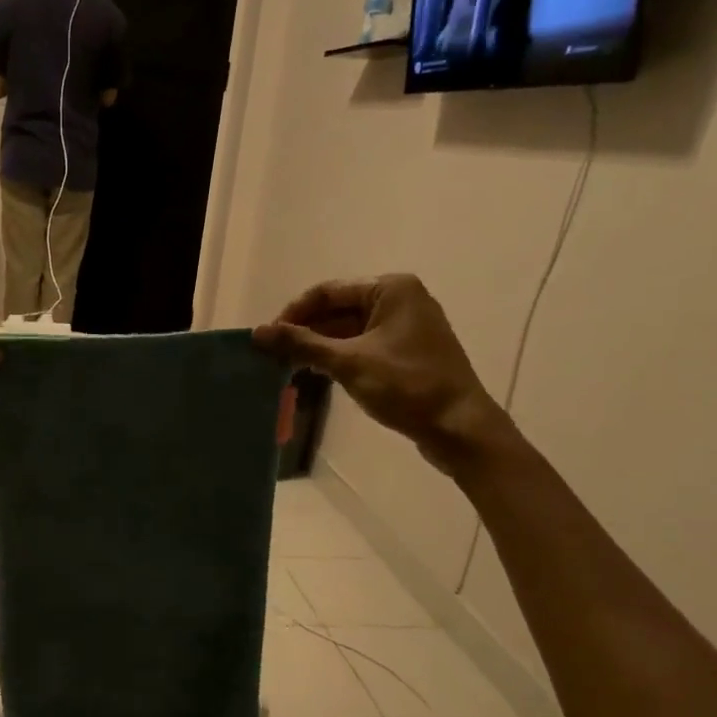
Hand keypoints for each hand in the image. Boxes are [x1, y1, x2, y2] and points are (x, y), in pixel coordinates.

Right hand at [255, 276, 511, 472]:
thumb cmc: (407, 386)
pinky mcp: (406, 351)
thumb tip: (257, 333)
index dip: (293, 313)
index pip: (326, 292)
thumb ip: (301, 344)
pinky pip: (362, 345)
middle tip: (273, 355)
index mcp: (390, 289)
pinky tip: (316, 373)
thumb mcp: (348, 363)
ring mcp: (405, 326)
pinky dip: (338, 356)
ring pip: (348, 329)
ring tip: (288, 366)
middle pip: (337, 309)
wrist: (460, 427)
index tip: (267, 338)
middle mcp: (399, 299)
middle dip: (305, 331)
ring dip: (319, 345)